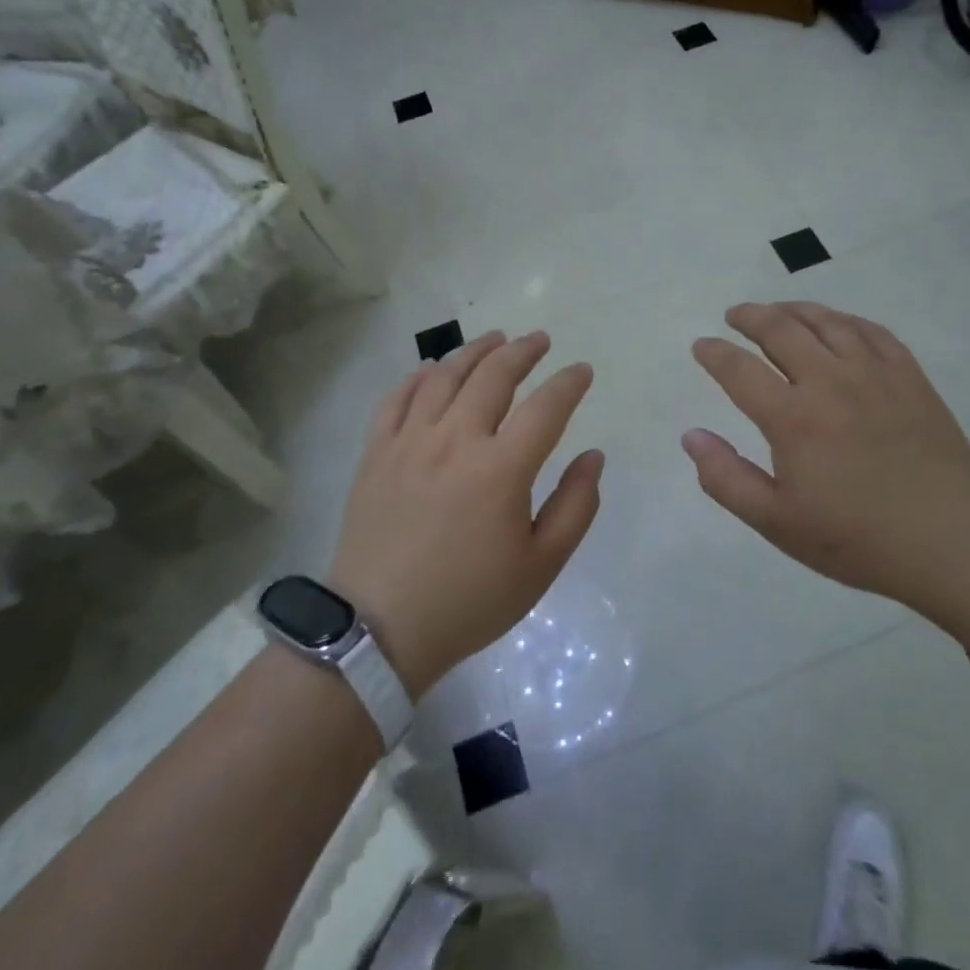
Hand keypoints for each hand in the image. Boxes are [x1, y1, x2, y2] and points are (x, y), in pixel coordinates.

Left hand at [328, 331, 601, 696]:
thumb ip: (576, 506)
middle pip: (493, 376)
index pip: (546, 407)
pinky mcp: (376, 453)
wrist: (380, 630)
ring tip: (494, 339)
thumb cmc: (470, 600)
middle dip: (523, 351)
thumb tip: (592, 456)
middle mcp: (456, 440)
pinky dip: (418, 376)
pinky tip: (432, 369)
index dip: (569, 383)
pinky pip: (397, 398)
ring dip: (474, 351)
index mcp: (502, 468)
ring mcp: (410, 441)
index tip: (582, 371)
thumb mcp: (541, 565)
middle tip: (540, 340)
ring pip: (444, 376)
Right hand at [683, 302, 969, 606]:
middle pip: (781, 330)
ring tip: (778, 311)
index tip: (702, 346)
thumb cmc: (856, 537)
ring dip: (794, 310)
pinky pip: (871, 331)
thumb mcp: (777, 522)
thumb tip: (691, 436)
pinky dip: (844, 320)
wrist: (949, 539)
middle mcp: (829, 381)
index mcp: (792, 418)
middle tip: (735, 315)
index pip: (739, 369)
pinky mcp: (909, 376)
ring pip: (826, 322)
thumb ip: (726, 478)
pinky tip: (837, 324)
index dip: (714, 353)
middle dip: (750, 317)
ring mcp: (874, 373)